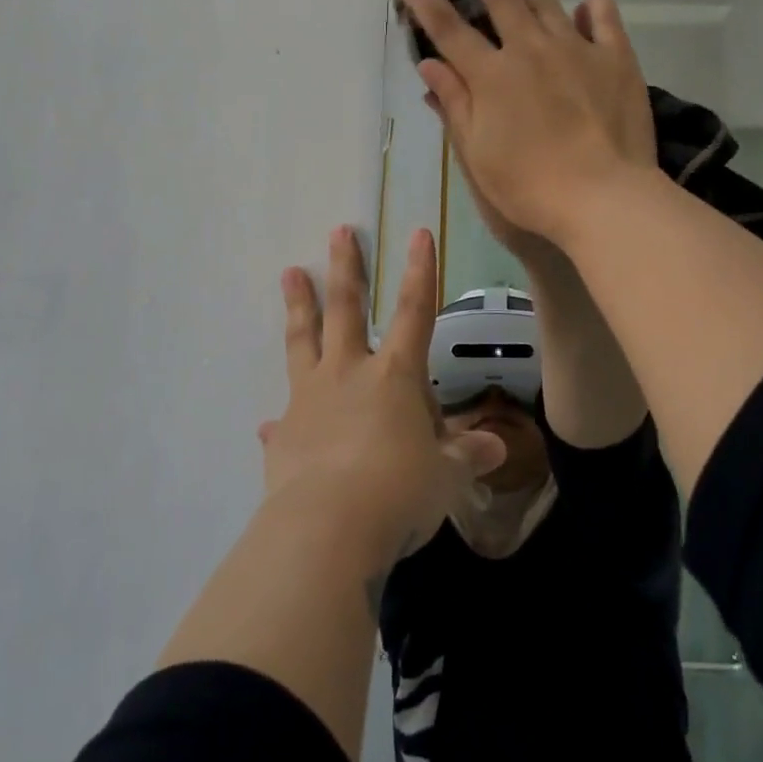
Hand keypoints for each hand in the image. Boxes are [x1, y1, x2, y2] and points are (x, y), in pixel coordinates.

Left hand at [260, 226, 505, 563]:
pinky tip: (267, 423)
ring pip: (303, 340)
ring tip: (289, 273)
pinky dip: (278, 420)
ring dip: (298, 305)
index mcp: (394, 376)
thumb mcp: (446, 477)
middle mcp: (349, 374)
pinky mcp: (284, 435)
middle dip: (345, 269)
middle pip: (346, 309)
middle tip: (338, 232)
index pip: (415, 312)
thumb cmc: (399, 492)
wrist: (328, 529)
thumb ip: (468, 457)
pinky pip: (281, 420)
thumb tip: (495, 447)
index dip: (419, 272)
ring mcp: (310, 399)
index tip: (416, 233)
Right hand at [396, 0, 657, 246]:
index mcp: (492, 76)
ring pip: (547, 0)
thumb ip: (454, 103)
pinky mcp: (615, 59)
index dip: (425, 2)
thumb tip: (428, 63)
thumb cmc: (529, 185)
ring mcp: (576, 49)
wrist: (602, 197)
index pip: (449, 30)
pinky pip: (606, 17)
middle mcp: (530, 50)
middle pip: (502, 1)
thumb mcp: (477, 152)